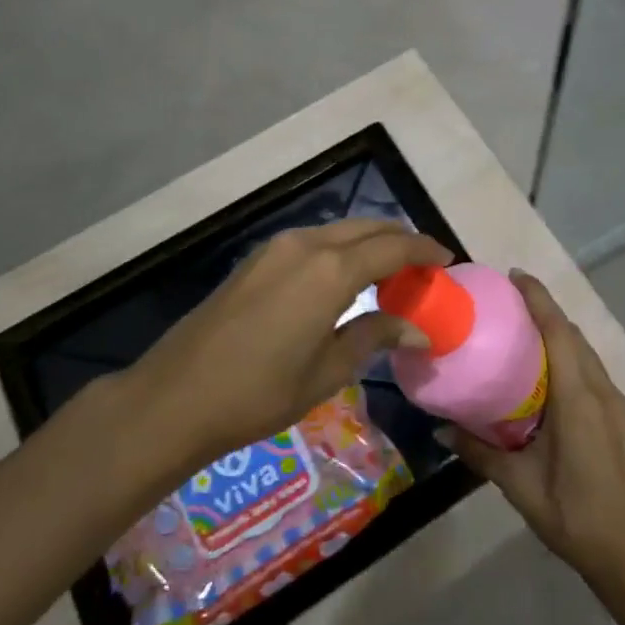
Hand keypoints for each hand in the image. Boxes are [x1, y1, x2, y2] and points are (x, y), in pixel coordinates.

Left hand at [131, 219, 449, 462]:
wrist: (176, 396)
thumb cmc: (259, 392)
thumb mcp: (326, 371)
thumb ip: (374, 336)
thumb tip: (418, 327)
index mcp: (331, 270)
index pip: (393, 246)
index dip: (424, 249)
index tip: (448, 258)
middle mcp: (307, 244)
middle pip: (367, 228)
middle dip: (399, 240)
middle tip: (424, 265)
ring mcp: (277, 247)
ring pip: (339, 231)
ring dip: (369, 243)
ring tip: (390, 272)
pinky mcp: (258, 258)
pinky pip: (313, 241)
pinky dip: (340, 249)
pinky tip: (345, 277)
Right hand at [444, 272, 624, 590]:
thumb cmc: (576, 514)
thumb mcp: (520, 485)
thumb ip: (480, 452)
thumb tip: (440, 428)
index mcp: (578, 397)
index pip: (558, 331)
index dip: (538, 299)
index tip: (514, 276)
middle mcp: (600, 389)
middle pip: (572, 333)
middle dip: (544, 309)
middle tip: (506, 301)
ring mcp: (614, 402)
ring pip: (584, 349)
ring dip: (557, 330)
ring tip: (521, 329)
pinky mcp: (618, 415)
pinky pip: (590, 368)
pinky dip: (568, 352)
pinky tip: (546, 371)